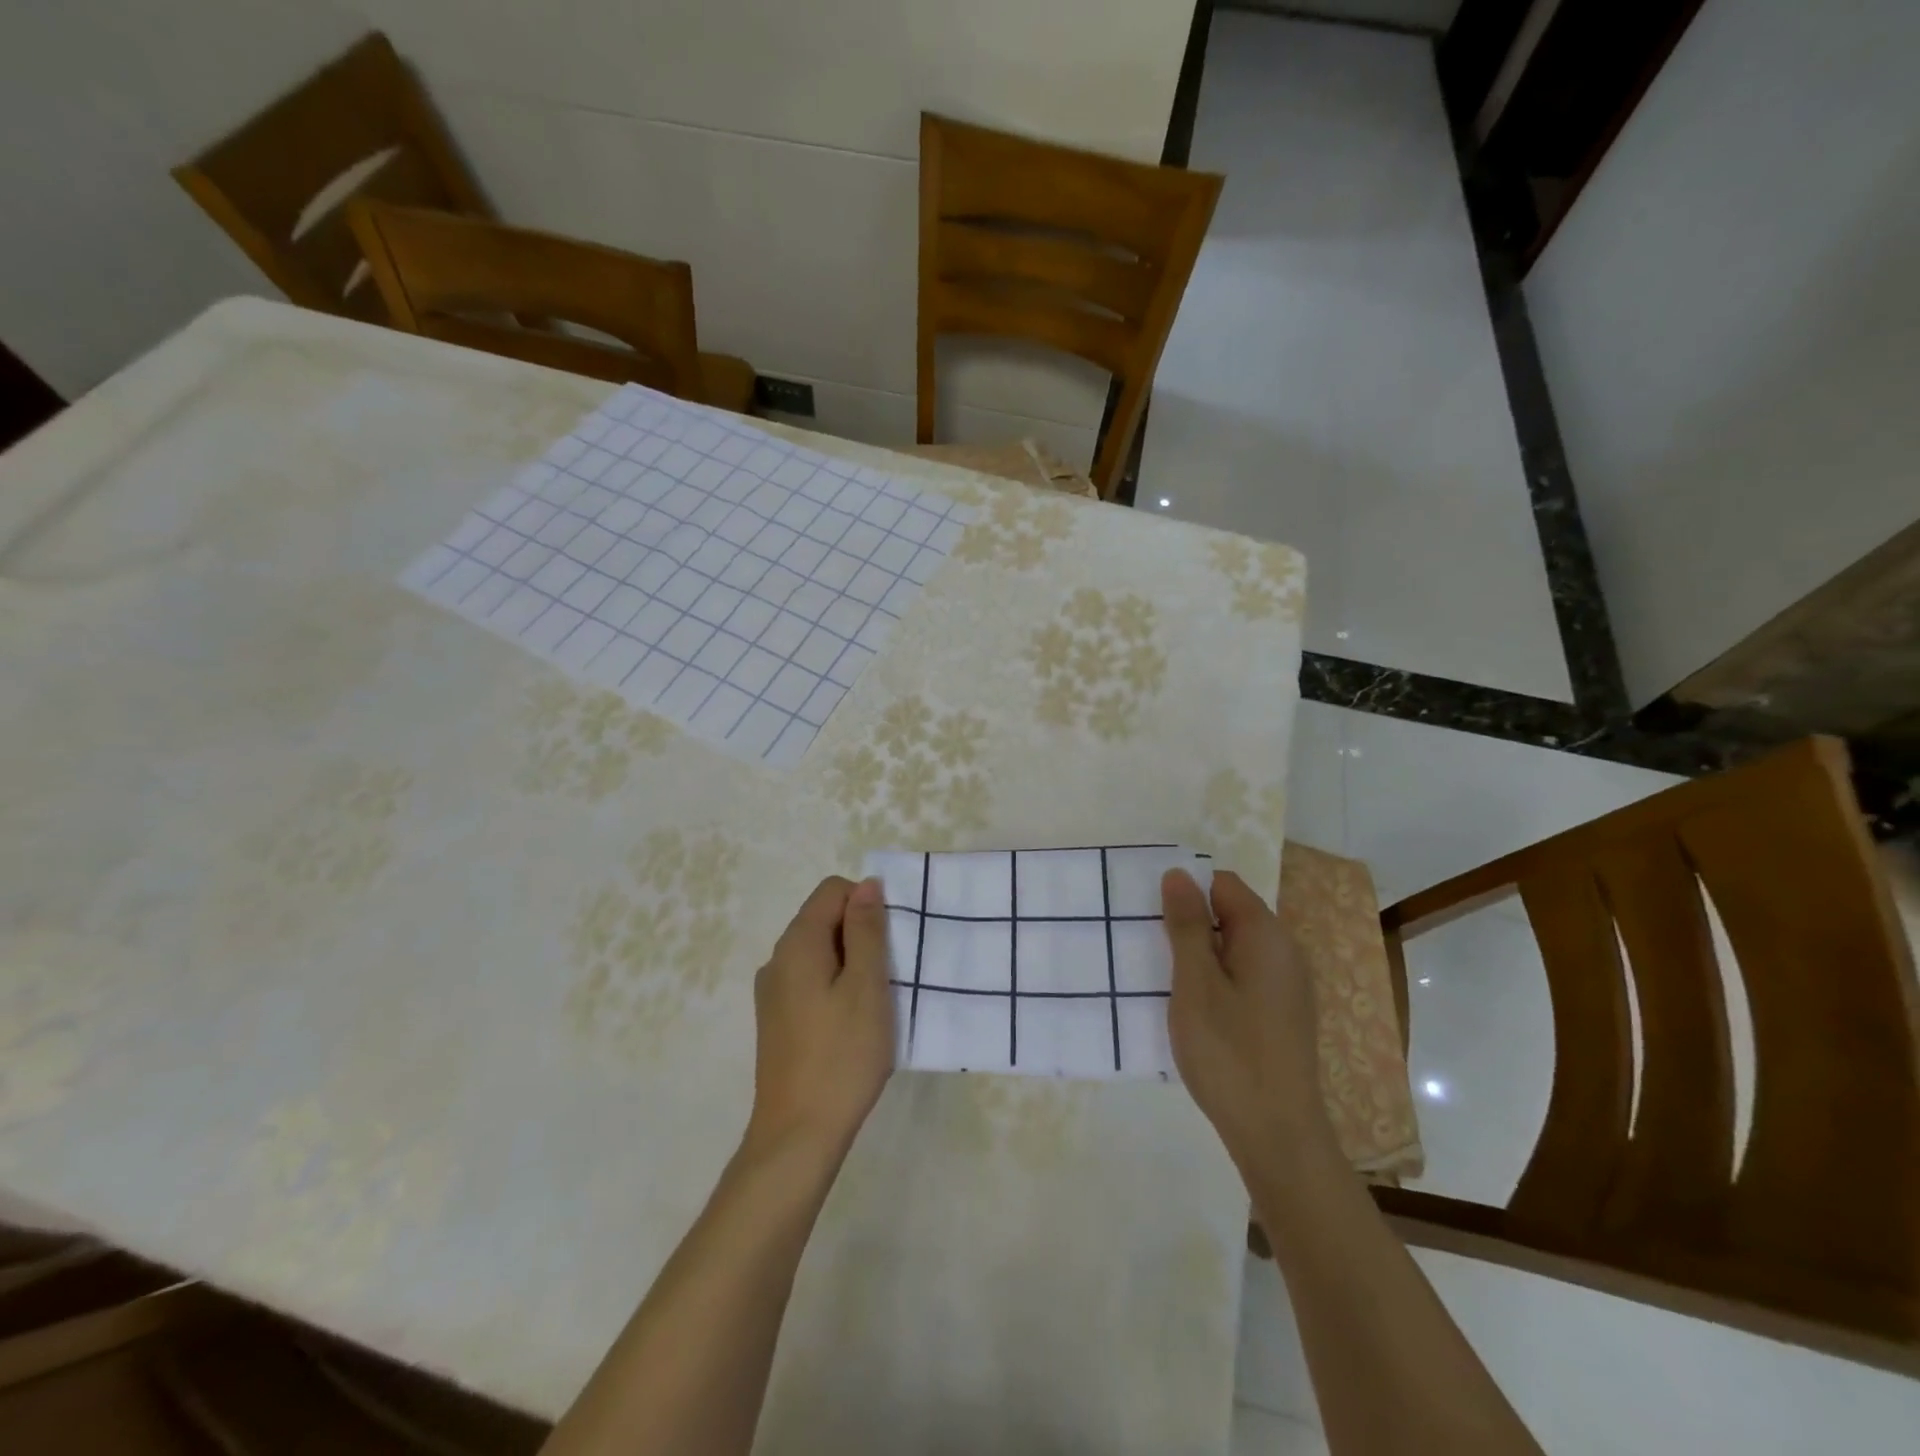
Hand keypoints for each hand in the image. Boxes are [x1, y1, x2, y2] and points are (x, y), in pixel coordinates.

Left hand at [746, 876, 894, 1162]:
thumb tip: (867, 884)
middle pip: (824, 919)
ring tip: (875, 1003)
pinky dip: (836, 987)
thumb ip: (867, 930)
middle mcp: (778, 959)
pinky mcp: (777, 1020)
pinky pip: (811, 981)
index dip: (867, 905)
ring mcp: (773, 992)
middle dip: (861, 935)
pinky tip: (853, 1024)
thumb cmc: (842, 1055)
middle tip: (889, 976)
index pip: (833, 891)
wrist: (797, 1135)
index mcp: (797, 943)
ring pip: (820, 953)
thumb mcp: (867, 986)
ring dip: (851, 964)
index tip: (891, 944)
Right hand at [1161, 868, 1333, 1172]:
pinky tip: (1195, 1009)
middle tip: (1151, 949)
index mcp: (1266, 934)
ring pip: (1234, 947)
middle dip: (1190, 923)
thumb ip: (1186, 924)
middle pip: (1230, 913)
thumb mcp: (1195, 982)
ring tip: (1166, 980)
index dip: (1186, 892)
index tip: (1153, 917)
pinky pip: (1244, 975)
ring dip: (1200, 955)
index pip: (1223, 884)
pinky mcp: (1283, 1013)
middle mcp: (1284, 951)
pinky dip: (1217, 980)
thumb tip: (1179, 873)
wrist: (1277, 1134)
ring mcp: (1287, 985)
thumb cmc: (1229, 1051)